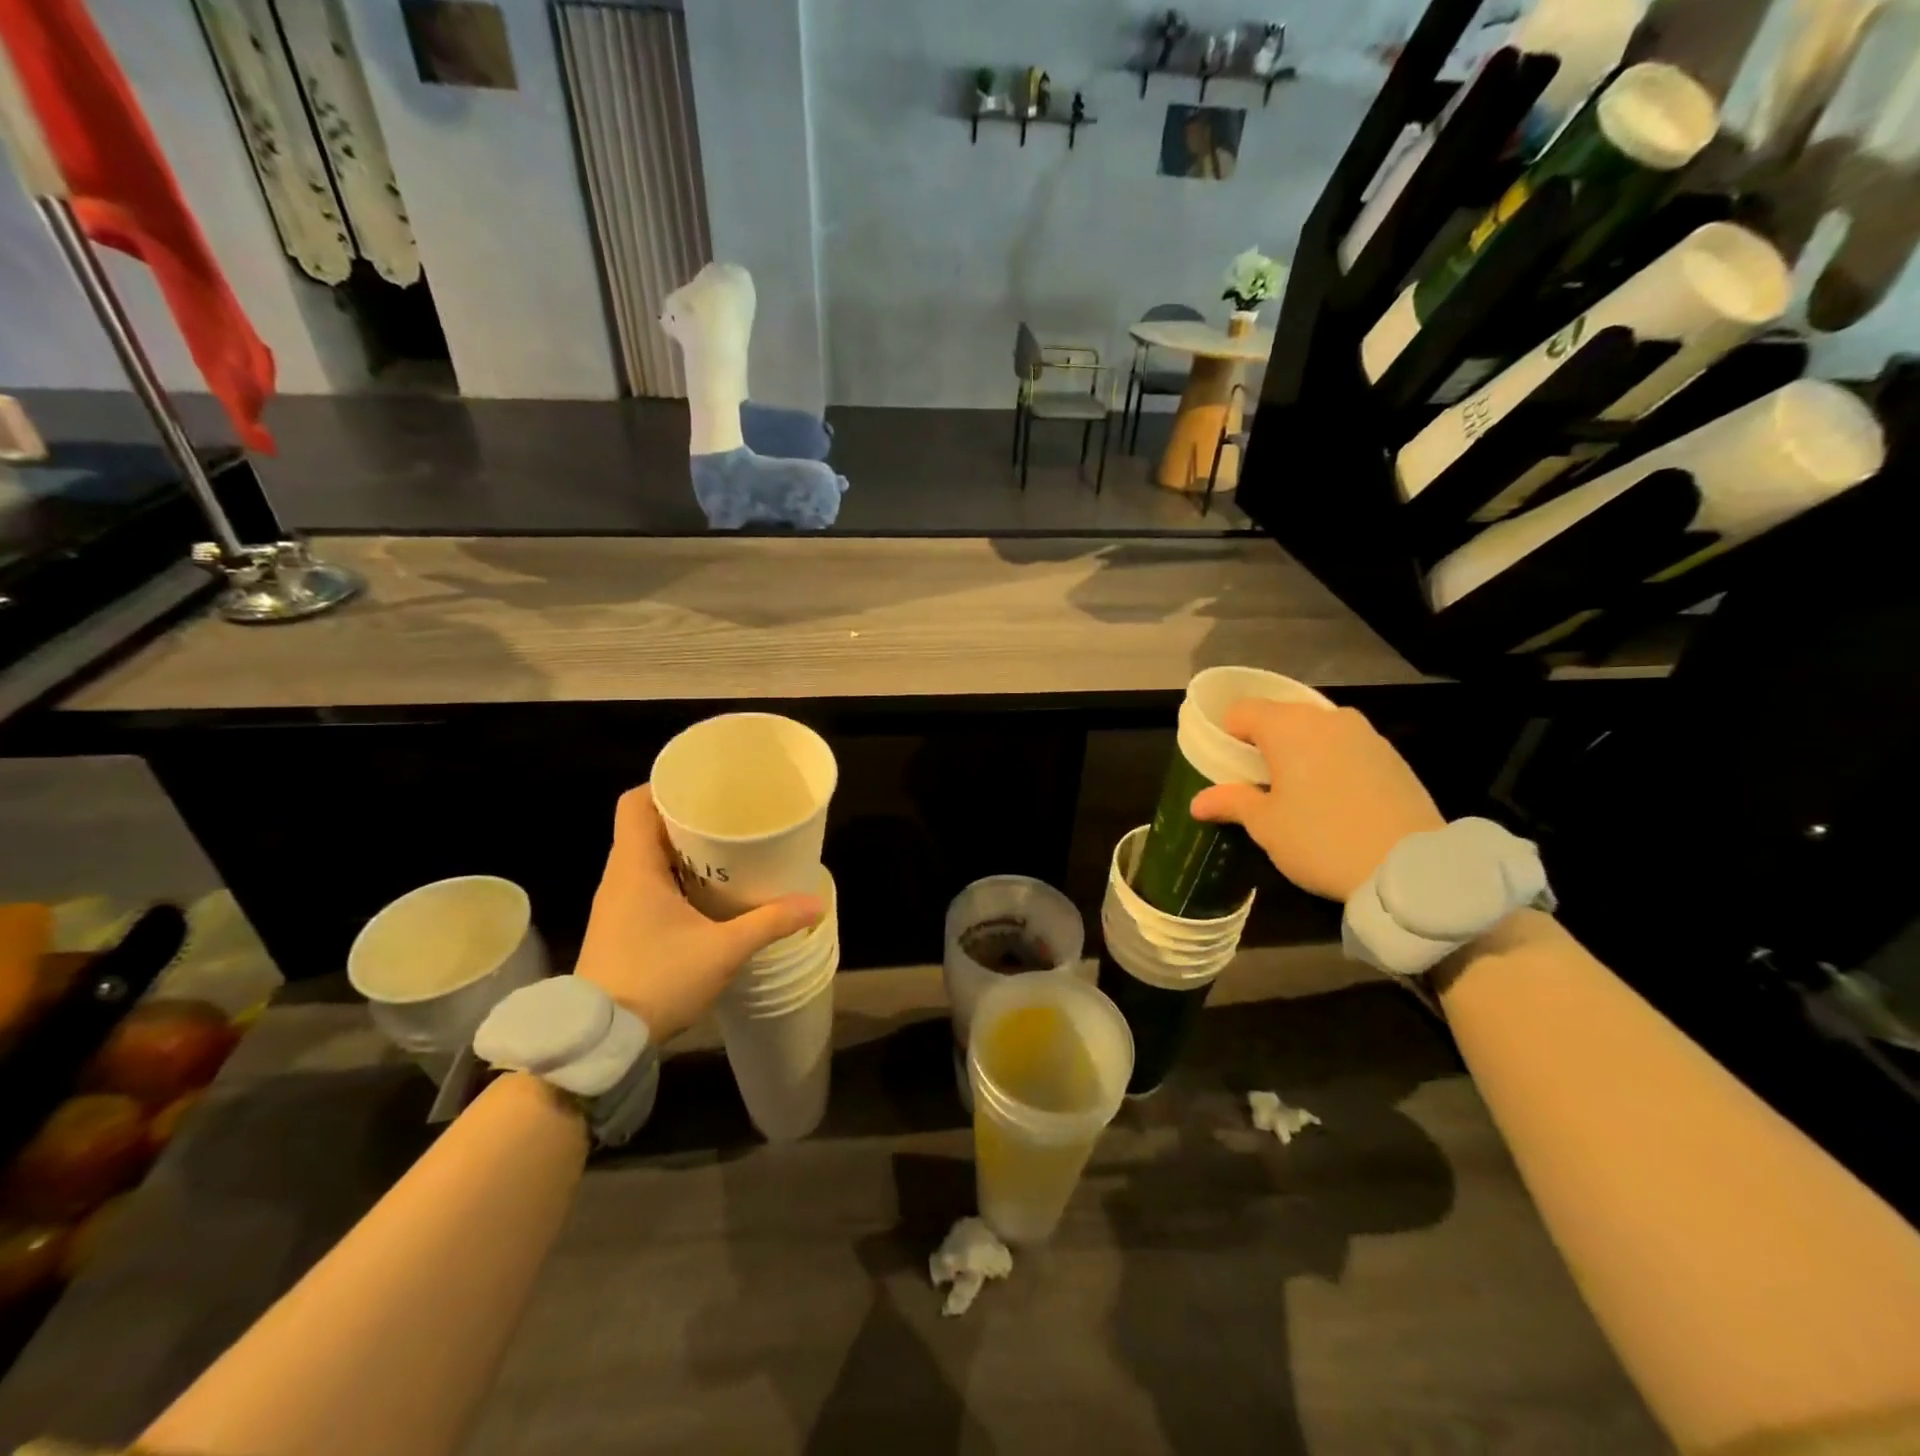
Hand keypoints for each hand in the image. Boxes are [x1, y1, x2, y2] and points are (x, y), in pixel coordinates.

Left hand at [573, 787, 823, 1040]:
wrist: (602, 1041)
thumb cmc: (658, 979)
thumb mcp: (723, 950)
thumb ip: (770, 922)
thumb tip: (815, 902)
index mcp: (634, 867)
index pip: (636, 803)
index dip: (665, 787)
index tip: (703, 787)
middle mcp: (619, 877)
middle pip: (647, 827)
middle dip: (686, 818)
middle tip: (729, 817)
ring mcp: (616, 904)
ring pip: (647, 857)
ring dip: (682, 851)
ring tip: (726, 850)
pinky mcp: (620, 927)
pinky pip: (646, 884)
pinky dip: (674, 877)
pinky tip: (707, 893)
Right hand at [1190, 703, 1443, 902]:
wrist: (1410, 867)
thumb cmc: (1321, 839)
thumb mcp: (1266, 826)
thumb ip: (1232, 803)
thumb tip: (1197, 802)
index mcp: (1288, 727)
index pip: (1242, 710)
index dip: (1226, 734)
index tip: (1224, 764)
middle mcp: (1326, 718)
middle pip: (1281, 716)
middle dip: (1264, 742)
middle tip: (1256, 780)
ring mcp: (1365, 734)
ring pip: (1317, 731)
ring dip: (1299, 751)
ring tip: (1296, 791)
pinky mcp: (1393, 756)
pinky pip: (1346, 747)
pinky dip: (1331, 762)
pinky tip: (1333, 798)